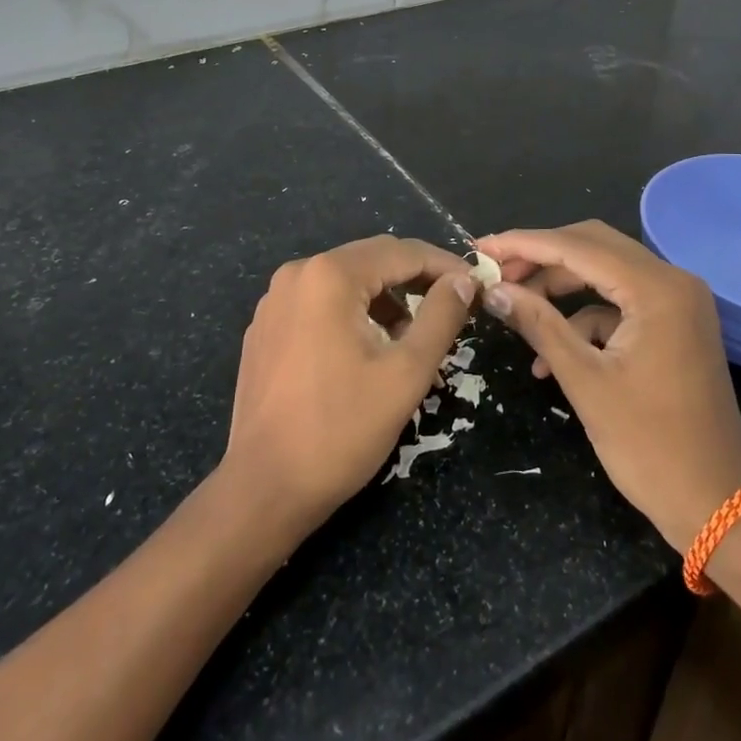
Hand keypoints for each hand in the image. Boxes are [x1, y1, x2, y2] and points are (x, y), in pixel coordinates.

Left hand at [225, 235, 475, 531]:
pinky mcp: (266, 328)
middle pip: (371, 260)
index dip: (444, 265)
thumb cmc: (341, 429)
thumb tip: (463, 280)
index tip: (476, 285)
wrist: (264, 488)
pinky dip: (352, 312)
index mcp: (330, 276)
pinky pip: (319, 303)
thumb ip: (441, 316)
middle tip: (453, 305)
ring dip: (384, 298)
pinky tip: (368, 348)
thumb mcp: (406, 372)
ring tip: (412, 335)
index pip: (402, 252)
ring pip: (346, 281)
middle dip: (415, 279)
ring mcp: (275, 301)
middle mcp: (297, 274)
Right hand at [475, 221, 740, 551]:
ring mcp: (677, 302)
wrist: (716, 503)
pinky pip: (619, 303)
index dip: (524, 244)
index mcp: (657, 289)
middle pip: (593, 246)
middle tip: (495, 271)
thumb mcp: (584, 380)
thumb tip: (493, 291)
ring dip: (559, 286)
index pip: (578, 246)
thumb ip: (538, 324)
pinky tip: (551, 354)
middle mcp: (673, 281)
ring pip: (605, 271)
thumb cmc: (650, 445)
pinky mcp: (674, 323)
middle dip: (541, 256)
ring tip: (515, 306)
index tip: (481, 248)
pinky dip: (584, 317)